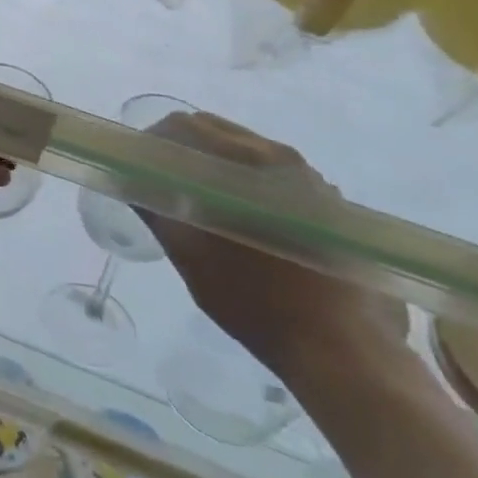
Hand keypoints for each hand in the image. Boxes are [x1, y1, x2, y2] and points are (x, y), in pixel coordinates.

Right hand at [137, 112, 408, 386]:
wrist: (347, 350)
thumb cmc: (256, 300)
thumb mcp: (190, 257)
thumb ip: (158, 210)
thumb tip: (131, 181)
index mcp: (244, 162)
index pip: (183, 127)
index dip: (151, 143)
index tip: (137, 170)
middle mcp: (281, 158)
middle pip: (216, 131)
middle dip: (183, 151)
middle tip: (163, 187)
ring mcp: (311, 179)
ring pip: (246, 151)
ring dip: (215, 168)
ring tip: (202, 208)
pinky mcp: (330, 204)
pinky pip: (273, 175)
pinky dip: (246, 185)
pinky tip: (243, 225)